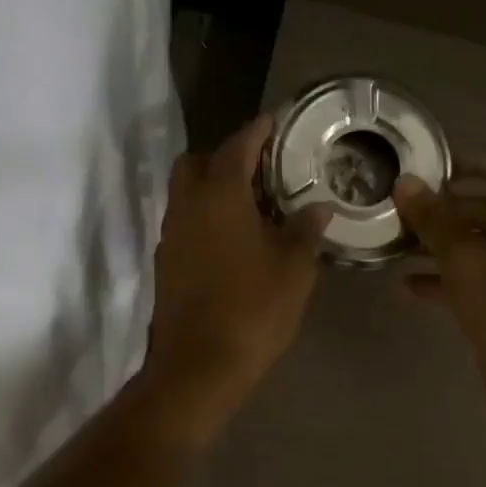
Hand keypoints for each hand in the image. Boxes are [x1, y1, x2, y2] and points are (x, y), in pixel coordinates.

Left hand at [140, 115, 329, 439]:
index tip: (275, 121)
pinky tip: (233, 237)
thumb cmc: (253, 309)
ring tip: (252, 202)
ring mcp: (171, 235)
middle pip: (197, 162)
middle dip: (225, 155)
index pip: (237, 146)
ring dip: (213, 187)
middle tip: (261, 167)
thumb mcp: (294, 268)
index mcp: (219, 195)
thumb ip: (306, 229)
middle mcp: (187, 206)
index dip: (257, 130)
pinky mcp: (166, 263)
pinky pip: (185, 222)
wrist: (199, 365)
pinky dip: (206, 216)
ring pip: (187, 193)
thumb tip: (319, 206)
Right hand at [394, 155, 485, 425]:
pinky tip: (403, 286)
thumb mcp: (464, 256)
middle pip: (485, 206)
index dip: (474, 161)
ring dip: (436, 241)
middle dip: (444, 204)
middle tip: (401, 203)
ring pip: (471, 244)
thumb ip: (433, 218)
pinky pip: (466, 279)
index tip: (433, 166)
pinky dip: (438, 279)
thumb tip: (406, 183)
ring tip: (395, 240)